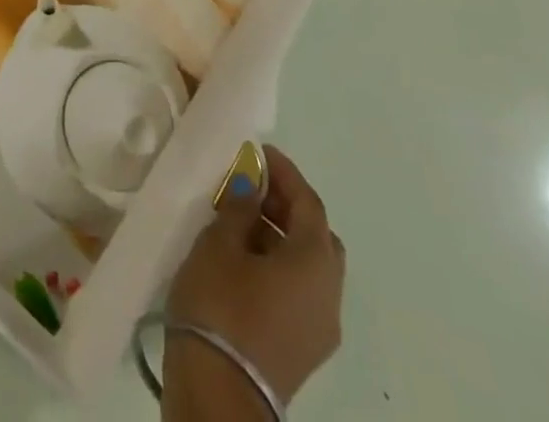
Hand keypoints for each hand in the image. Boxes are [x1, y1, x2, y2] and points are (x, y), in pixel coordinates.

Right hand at [165, 146, 345, 407]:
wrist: (218, 397)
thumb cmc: (221, 307)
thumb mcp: (220, 244)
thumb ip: (239, 207)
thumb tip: (251, 184)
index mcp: (315, 262)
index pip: (309, 202)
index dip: (285, 173)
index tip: (260, 152)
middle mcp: (329, 295)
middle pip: (317, 236)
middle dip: (287, 206)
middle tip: (252, 188)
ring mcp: (320, 329)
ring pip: (310, 267)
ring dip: (282, 238)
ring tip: (239, 222)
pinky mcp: (303, 351)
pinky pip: (300, 292)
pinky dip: (280, 267)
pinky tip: (244, 262)